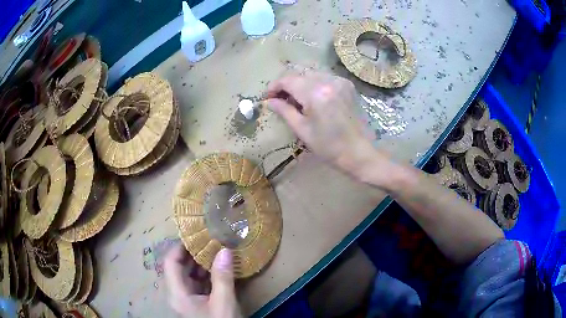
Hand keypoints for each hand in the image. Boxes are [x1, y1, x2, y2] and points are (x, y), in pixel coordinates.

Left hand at [164, 244, 241, 317]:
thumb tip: (224, 250)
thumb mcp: (223, 303)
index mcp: (178, 293)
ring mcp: (187, 300)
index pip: (171, 262)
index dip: (180, 247)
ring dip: (201, 264)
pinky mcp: (196, 304)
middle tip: (210, 241)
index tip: (195, 235)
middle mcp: (178, 294)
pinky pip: (197, 285)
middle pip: (179, 268)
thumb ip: (222, 277)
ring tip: (216, 252)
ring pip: (189, 276)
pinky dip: (206, 275)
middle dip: (193, 254)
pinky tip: (218, 269)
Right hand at [267, 71, 390, 182]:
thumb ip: (285, 111)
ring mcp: (340, 81)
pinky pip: (325, 78)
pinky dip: (314, 85)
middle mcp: (329, 81)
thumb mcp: (303, 130)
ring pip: (312, 74)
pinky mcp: (348, 85)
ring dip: (300, 84)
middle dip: (287, 85)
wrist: (361, 152)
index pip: (288, 80)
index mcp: (316, 93)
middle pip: (299, 74)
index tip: (267, 97)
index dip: (274, 87)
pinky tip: (314, 99)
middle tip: (281, 100)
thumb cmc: (330, 147)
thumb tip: (270, 101)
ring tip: (297, 101)